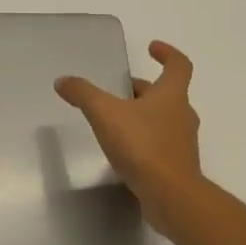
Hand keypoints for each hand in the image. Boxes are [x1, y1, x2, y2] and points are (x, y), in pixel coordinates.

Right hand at [55, 40, 202, 232]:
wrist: (171, 196)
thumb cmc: (142, 146)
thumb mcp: (105, 114)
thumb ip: (83, 94)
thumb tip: (63, 80)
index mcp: (172, 95)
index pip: (179, 65)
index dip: (167, 53)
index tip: (152, 48)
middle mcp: (182, 115)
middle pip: (166, 94)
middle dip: (142, 89)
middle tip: (118, 90)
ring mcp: (182, 143)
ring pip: (163, 120)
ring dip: (143, 115)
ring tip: (116, 121)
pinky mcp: (177, 167)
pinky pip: (160, 145)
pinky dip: (144, 141)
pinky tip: (123, 151)